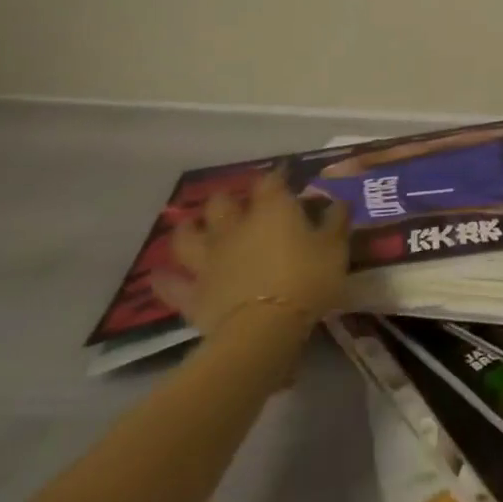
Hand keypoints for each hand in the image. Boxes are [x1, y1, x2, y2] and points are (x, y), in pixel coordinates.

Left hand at [149, 171, 348, 336]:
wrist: (265, 327)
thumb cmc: (307, 279)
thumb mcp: (335, 247)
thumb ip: (336, 221)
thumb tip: (339, 201)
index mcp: (272, 210)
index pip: (270, 181)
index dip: (277, 175)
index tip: (284, 174)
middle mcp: (235, 227)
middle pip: (221, 203)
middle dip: (228, 199)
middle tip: (238, 204)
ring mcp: (209, 259)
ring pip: (187, 236)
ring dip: (189, 229)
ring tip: (193, 228)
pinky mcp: (193, 292)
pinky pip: (172, 284)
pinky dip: (167, 278)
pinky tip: (163, 275)